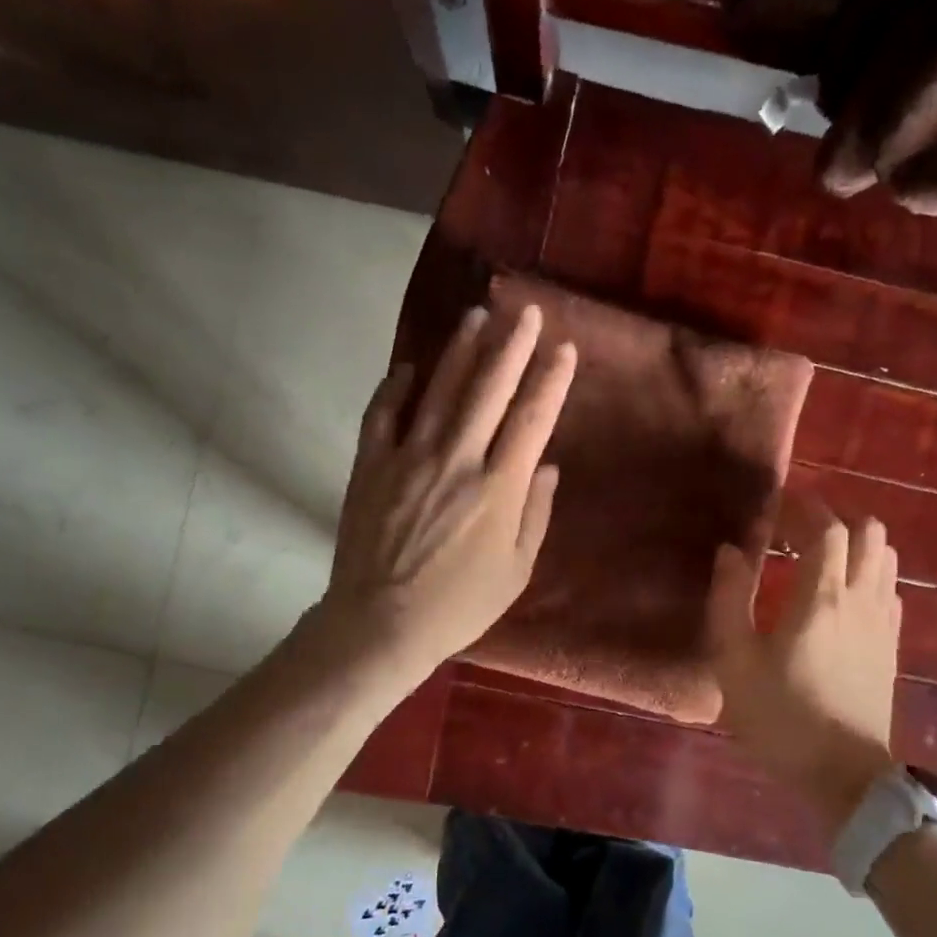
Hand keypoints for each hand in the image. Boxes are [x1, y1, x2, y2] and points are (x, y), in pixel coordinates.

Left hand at [314, 302, 575, 688]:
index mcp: (498, 488)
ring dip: (461, 350)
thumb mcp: (517, 570)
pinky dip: (396, 387)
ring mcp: (408, 458)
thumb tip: (545, 465)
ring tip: (477, 316)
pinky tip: (408, 367)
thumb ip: (535, 513)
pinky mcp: (371, 466)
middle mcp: (456, 460)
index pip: (532, 419)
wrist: (381, 624)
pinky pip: (383, 414)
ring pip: (439, 390)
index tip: (565, 348)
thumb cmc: (460, 605)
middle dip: (512, 346)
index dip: (551, 380)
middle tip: (527, 312)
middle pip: (488, 390)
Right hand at [706, 494, 900, 832]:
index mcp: (820, 597)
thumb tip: (729, 552)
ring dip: (857, 545)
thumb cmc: (781, 718)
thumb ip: (728, 600)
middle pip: (869, 532)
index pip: (827, 528)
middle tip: (800, 530)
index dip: (805, 507)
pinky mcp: (893, 646)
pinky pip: (890, 590)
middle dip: (836, 518)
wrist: (843, 776)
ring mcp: (884, 622)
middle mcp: (860, 598)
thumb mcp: (734, 663)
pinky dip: (870, 575)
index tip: (779, 506)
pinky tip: (845, 596)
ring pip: (886, 558)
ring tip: (822, 557)